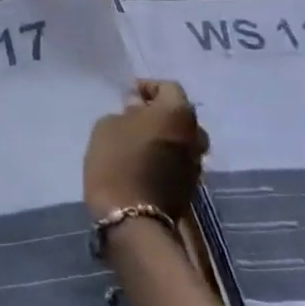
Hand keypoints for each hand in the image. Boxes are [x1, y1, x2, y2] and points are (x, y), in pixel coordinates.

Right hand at [84, 79, 209, 219]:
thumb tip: (138, 108)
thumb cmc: (117, 161)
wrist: (132, 218)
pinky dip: (166, 156)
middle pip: (180, 114)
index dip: (147, 87)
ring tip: (140, 141)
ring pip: (182, 139)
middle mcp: (195, 134)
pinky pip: (179, 160)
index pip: (168, 87)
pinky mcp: (192, 186)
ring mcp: (196, 162)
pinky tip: (145, 162)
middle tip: (134, 116)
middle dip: (159, 112)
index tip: (127, 95)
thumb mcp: (108, 125)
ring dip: (165, 136)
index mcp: (177, 112)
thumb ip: (126, 111)